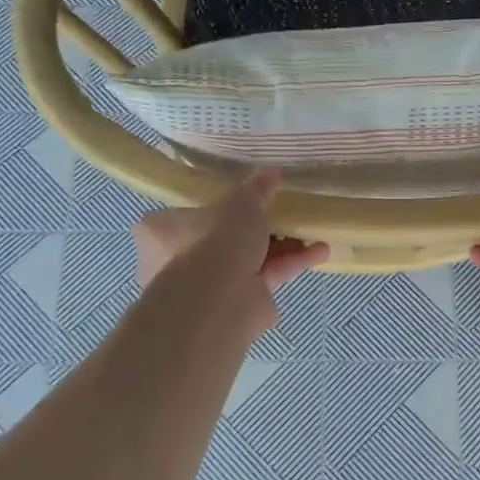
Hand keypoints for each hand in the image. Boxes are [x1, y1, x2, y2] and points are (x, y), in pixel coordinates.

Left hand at [132, 170, 328, 305]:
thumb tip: (272, 172)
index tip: (244, 200)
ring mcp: (207, 288)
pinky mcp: (236, 306)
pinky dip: (289, 265)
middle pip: (222, 240)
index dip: (217, 206)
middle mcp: (176, 262)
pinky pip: (265, 278)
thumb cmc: (214, 240)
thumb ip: (257, 188)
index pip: (185, 214)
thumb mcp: (241, 202)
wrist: (219, 300)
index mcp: (161, 231)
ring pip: (248, 261)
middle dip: (258, 230)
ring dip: (282, 248)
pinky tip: (319, 253)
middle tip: (283, 215)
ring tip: (312, 234)